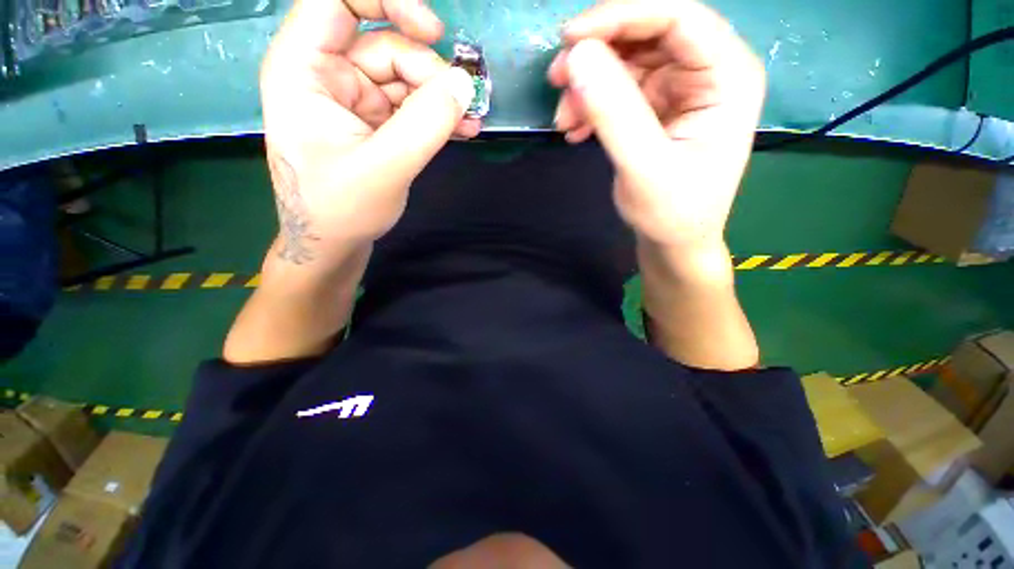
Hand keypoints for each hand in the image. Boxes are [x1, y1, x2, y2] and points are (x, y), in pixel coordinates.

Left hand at [259, 0, 479, 267]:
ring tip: (469, 123)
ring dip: (441, 98)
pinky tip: (462, 129)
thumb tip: (463, 84)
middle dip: (428, 73)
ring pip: (405, 77)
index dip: (387, 1)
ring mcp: (354, 99)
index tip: (433, 31)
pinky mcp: (375, 122)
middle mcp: (327, 74)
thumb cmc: (340, 208)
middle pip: (385, 45)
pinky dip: (437, 115)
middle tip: (460, 106)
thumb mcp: (384, 168)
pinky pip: (411, 105)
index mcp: (304, 69)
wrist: (333, 242)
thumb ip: (424, 125)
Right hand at [548, 0, 765, 254]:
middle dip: (597, 54)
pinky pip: (618, 91)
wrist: (674, 241)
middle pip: (647, 35)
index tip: (569, 38)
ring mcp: (680, 89)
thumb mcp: (644, 168)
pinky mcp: (656, 108)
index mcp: (727, 76)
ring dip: (588, 86)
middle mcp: (707, 72)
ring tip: (564, 122)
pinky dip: (591, 106)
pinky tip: (575, 132)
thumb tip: (577, 57)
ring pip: (626, 63)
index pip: (677, 18)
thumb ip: (615, 114)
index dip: (621, 16)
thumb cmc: (671, 212)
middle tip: (557, 81)